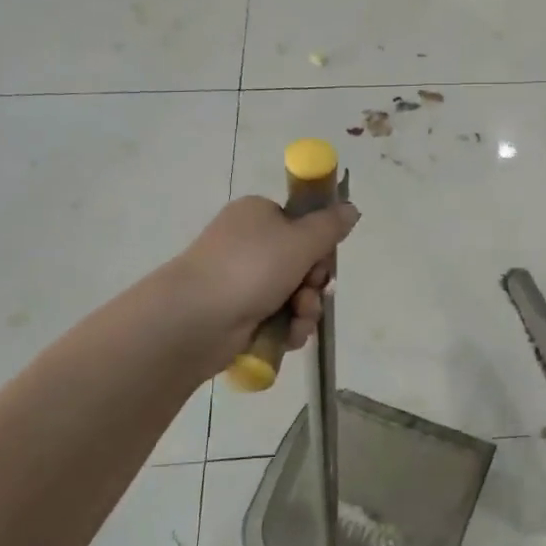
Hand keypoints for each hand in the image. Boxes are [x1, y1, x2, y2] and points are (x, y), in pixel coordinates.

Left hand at [168, 196, 359, 365]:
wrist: (195, 319)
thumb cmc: (250, 268)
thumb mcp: (301, 240)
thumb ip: (331, 226)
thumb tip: (351, 209)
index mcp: (257, 215)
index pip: (300, 224)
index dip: (319, 244)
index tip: (324, 259)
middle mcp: (248, 244)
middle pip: (301, 262)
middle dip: (313, 284)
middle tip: (310, 292)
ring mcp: (240, 280)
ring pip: (293, 294)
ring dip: (305, 310)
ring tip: (298, 320)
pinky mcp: (237, 314)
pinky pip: (276, 318)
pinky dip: (287, 327)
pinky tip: (288, 336)